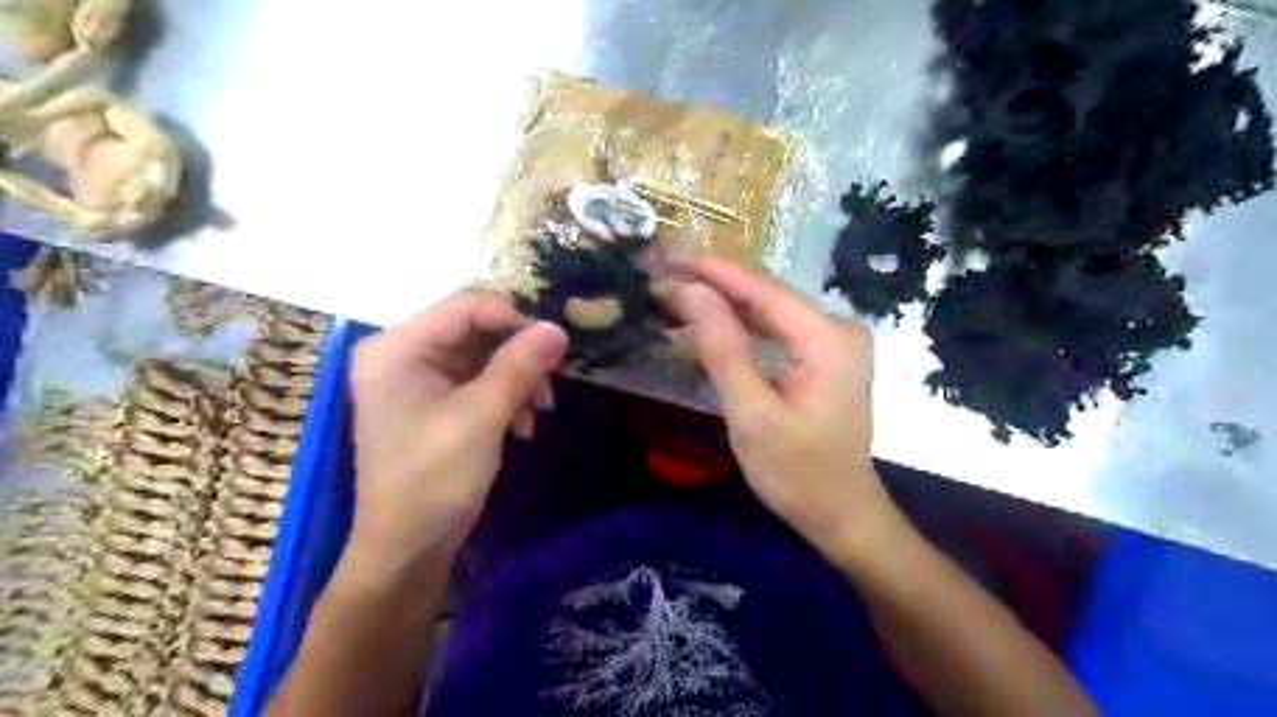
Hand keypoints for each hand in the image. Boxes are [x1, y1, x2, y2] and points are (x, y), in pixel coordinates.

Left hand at [347, 293, 568, 579]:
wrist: (406, 549)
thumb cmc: (435, 479)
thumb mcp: (482, 417)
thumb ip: (520, 366)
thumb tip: (558, 328)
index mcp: (397, 348)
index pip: (465, 308)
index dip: (514, 320)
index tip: (553, 346)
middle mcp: (401, 354)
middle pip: (474, 331)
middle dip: (517, 356)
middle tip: (550, 382)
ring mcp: (413, 379)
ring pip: (480, 357)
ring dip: (515, 379)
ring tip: (539, 410)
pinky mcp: (428, 402)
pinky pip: (474, 382)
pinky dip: (502, 397)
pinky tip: (522, 425)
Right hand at [669, 257, 905, 564]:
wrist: (842, 514)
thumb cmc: (797, 473)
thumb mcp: (752, 414)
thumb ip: (723, 349)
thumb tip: (691, 293)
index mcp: (827, 337)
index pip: (762, 291)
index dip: (714, 272)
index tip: (670, 258)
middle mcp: (837, 328)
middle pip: (767, 297)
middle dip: (715, 287)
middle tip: (664, 278)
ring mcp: (834, 342)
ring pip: (770, 313)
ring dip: (725, 305)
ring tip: (678, 295)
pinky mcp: (825, 358)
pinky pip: (778, 332)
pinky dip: (743, 327)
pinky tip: (713, 323)